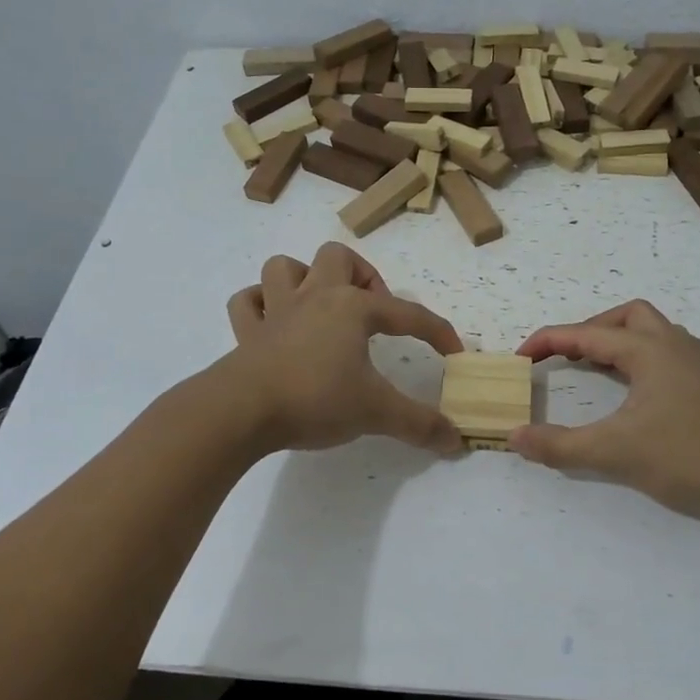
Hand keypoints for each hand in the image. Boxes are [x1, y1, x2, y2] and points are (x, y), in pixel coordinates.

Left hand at [224, 243, 463, 454]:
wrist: (242, 410)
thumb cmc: (316, 399)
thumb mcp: (376, 413)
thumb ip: (419, 424)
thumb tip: (457, 441)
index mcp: (352, 308)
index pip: (407, 314)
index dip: (437, 332)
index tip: (453, 353)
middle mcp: (315, 297)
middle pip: (338, 258)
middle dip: (360, 276)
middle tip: (371, 312)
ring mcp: (276, 311)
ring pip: (285, 267)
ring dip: (305, 279)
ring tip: (320, 308)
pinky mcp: (246, 333)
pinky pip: (247, 303)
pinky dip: (259, 305)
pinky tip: (273, 323)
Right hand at [511, 300, 699, 523]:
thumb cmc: (689, 456)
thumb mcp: (615, 452)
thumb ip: (560, 446)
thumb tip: (514, 437)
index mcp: (649, 350)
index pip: (586, 334)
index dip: (548, 341)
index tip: (520, 357)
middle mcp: (674, 346)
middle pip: (627, 316)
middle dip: (590, 329)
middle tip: (566, 357)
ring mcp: (698, 366)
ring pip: (653, 332)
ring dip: (619, 341)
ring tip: (596, 368)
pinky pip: (669, 355)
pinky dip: (643, 360)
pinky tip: (637, 389)